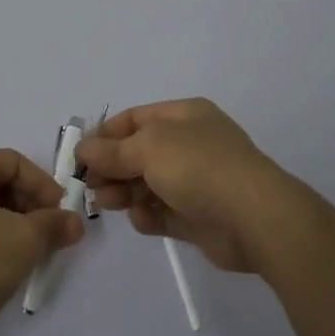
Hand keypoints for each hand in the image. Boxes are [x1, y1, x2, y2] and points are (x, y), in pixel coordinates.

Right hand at [77, 99, 310, 274]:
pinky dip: (148, 216)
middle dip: (112, 168)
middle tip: (91, 185)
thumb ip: (112, 150)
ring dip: (124, 193)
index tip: (80, 155)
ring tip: (109, 204)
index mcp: (184, 116)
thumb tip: (83, 148)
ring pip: (147, 185)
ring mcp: (196, 181)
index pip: (135, 119)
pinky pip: (163, 213)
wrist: (254, 217)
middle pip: (138, 153)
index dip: (106, 134)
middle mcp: (190, 144)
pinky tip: (142, 220)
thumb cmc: (198, 167)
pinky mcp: (198, 217)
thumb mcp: (148, 148)